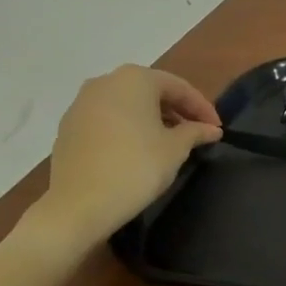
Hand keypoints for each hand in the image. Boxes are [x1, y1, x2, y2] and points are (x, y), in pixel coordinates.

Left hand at [33, 65, 222, 248]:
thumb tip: (211, 129)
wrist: (78, 206)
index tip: (217, 129)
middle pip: (151, 91)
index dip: (203, 108)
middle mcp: (105, 82)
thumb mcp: (175, 149)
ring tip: (169, 142)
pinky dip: (128, 128)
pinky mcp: (68, 126)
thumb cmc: (136, 167)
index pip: (179, 87)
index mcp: (135, 79)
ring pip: (127, 104)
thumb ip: (195, 132)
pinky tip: (138, 150)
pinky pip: (107, 119)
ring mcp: (81, 103)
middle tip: (196, 133)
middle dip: (176, 111)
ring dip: (152, 119)